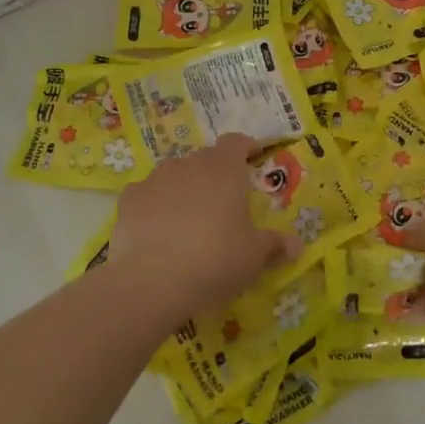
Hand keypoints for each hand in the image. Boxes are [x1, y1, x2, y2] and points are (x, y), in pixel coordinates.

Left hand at [110, 133, 295, 315]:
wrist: (152, 281)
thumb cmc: (215, 260)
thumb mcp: (254, 256)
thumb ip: (275, 244)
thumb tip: (296, 245)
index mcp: (224, 170)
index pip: (236, 142)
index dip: (246, 147)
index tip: (253, 156)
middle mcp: (189, 164)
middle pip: (205, 158)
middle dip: (215, 172)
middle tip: (223, 199)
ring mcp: (155, 179)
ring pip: (174, 173)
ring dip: (184, 187)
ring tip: (189, 216)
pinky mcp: (128, 199)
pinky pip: (147, 194)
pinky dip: (154, 204)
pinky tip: (156, 229)